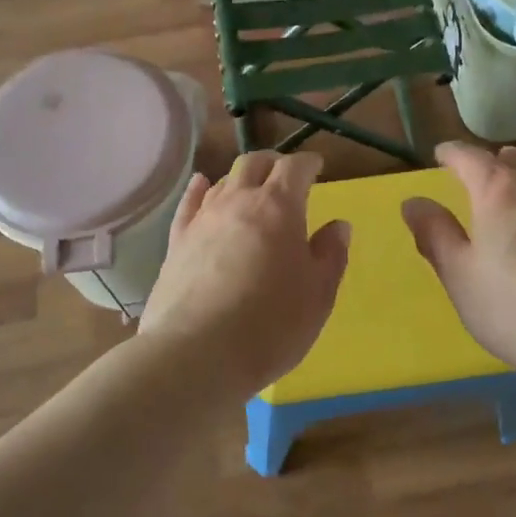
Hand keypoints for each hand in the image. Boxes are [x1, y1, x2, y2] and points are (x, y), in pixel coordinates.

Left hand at [139, 150, 349, 400]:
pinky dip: (200, 189)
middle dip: (273, 163)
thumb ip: (330, 255)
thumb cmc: (271, 325)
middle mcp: (238, 202)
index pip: (295, 168)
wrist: (197, 353)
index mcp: (279, 208)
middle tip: (285, 174)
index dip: (308, 163)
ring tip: (251, 189)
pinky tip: (202, 184)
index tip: (317, 166)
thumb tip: (338, 225)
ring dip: (240, 178)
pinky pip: (189, 203)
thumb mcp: (318, 295)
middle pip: (253, 164)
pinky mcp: (177, 241)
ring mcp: (203, 220)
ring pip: (222, 181)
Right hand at [401, 142, 515, 382]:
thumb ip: (435, 234)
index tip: (439, 156)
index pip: (468, 157)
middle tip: (471, 178)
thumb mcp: (461, 276)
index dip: (450, 154)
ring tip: (510, 182)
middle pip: (508, 159)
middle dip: (487, 163)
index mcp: (497, 189)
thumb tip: (413, 201)